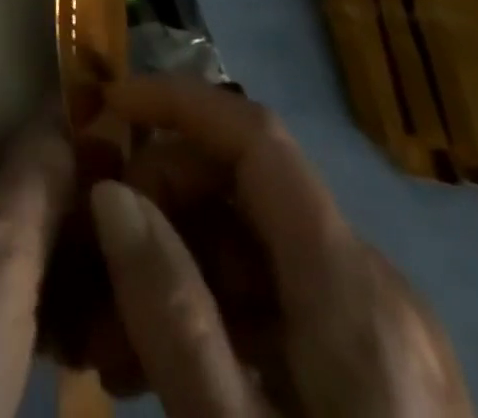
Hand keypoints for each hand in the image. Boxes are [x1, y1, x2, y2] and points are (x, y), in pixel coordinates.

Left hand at [0, 67, 75, 417]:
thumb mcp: (1, 249)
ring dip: (45, 239)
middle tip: (115, 216)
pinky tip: (72, 326)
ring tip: (103, 277)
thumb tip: (66, 113)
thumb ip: (39, 167)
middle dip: (52, 180)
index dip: (42, 96)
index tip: (106, 127)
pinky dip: (19, 281)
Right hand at [78, 77, 472, 416]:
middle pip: (246, 189)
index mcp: (353, 291)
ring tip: (115, 343)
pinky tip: (167, 365)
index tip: (103, 107)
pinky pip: (278, 302)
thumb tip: (109, 190)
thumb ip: (169, 309)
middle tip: (97, 265)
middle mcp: (374, 289)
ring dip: (177, 264)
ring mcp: (381, 334)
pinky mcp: (375, 376)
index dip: (177, 102)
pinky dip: (214, 311)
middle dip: (160, 204)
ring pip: (255, 246)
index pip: (256, 137)